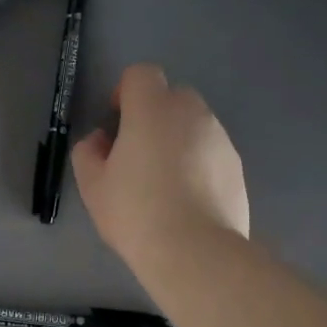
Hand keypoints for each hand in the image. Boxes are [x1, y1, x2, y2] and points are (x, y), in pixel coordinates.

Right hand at [72, 64, 248, 265]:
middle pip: (171, 96)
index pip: (141, 74)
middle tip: (138, 153)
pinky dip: (199, 163)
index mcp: (152, 109)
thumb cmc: (135, 212)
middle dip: (154, 114)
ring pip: (194, 125)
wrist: (195, 252)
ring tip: (165, 182)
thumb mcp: (92, 185)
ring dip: (178, 139)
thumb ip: (89, 152)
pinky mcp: (237, 166)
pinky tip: (188, 200)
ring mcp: (220, 138)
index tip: (117, 121)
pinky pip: (211, 152)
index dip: (126, 92)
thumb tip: (101, 140)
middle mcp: (192, 113)